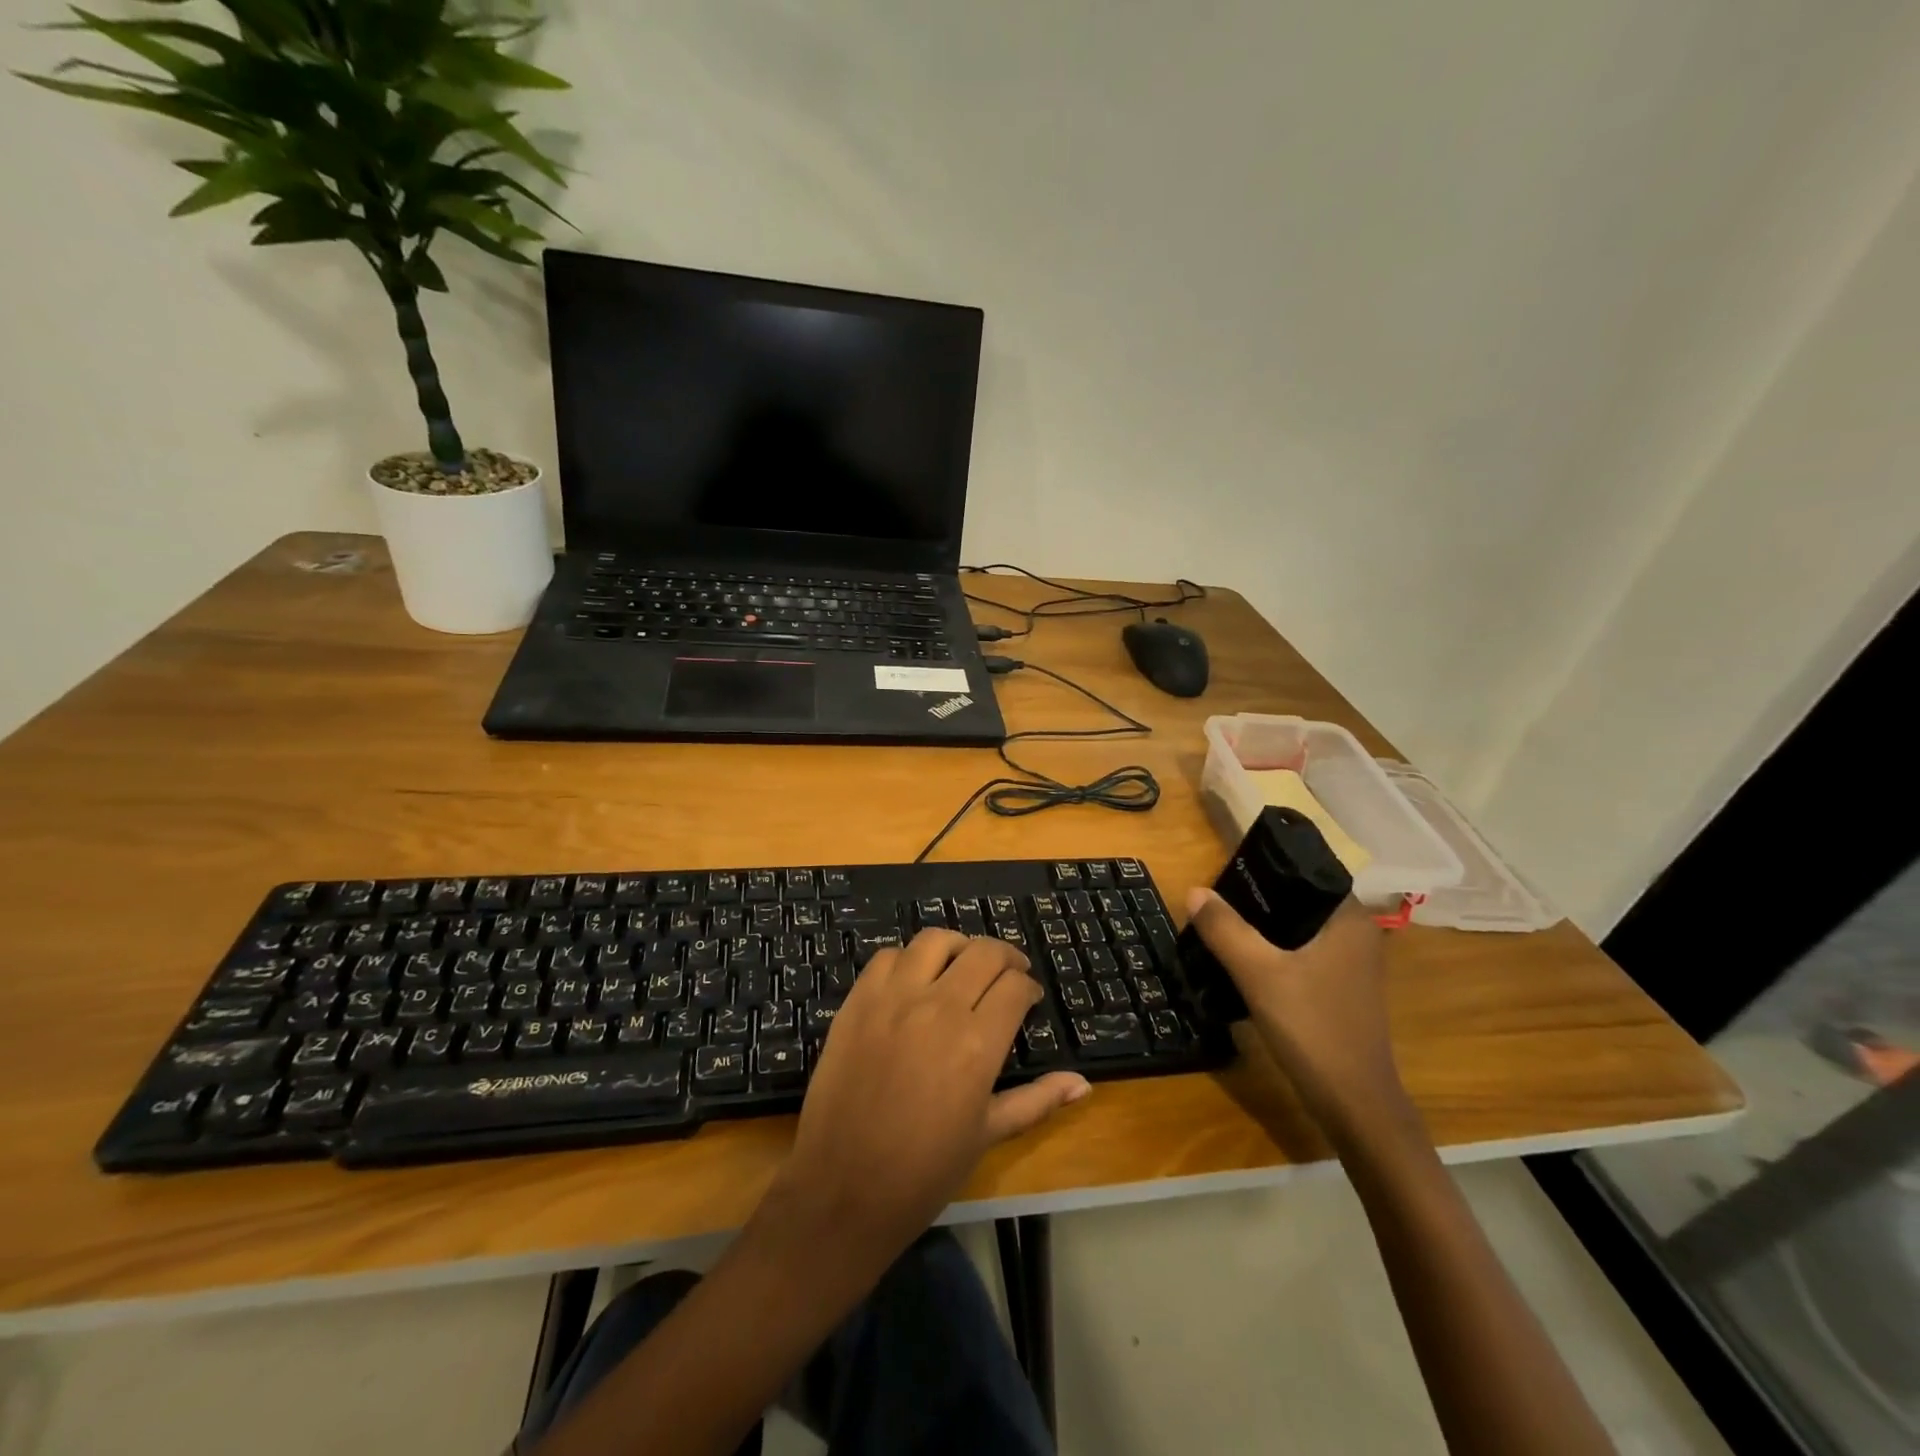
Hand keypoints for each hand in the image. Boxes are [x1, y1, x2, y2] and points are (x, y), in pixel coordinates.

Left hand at [770, 931, 1090, 1263]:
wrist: (842, 1189)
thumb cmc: (923, 1171)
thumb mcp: (987, 1135)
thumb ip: (1037, 1100)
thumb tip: (1082, 1084)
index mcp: (976, 1043)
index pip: (1015, 987)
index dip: (1029, 987)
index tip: (1029, 999)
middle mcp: (938, 1007)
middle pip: (983, 952)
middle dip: (1006, 958)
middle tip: (1008, 974)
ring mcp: (893, 999)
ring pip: (935, 940)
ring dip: (958, 947)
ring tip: (963, 966)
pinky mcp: (857, 1000)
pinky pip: (888, 957)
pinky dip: (908, 959)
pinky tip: (914, 980)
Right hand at [1184, 889, 1403, 1134]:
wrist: (1354, 1104)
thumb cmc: (1312, 1027)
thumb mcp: (1258, 973)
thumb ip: (1225, 929)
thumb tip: (1195, 891)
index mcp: (1350, 919)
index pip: (1307, 871)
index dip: (1267, 866)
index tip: (1228, 869)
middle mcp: (1357, 935)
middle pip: (1299, 900)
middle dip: (1258, 897)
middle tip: (1215, 896)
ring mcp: (1351, 965)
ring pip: (1299, 929)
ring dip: (1263, 926)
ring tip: (1221, 921)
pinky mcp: (1340, 989)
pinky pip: (1302, 953)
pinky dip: (1274, 950)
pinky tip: (1244, 958)